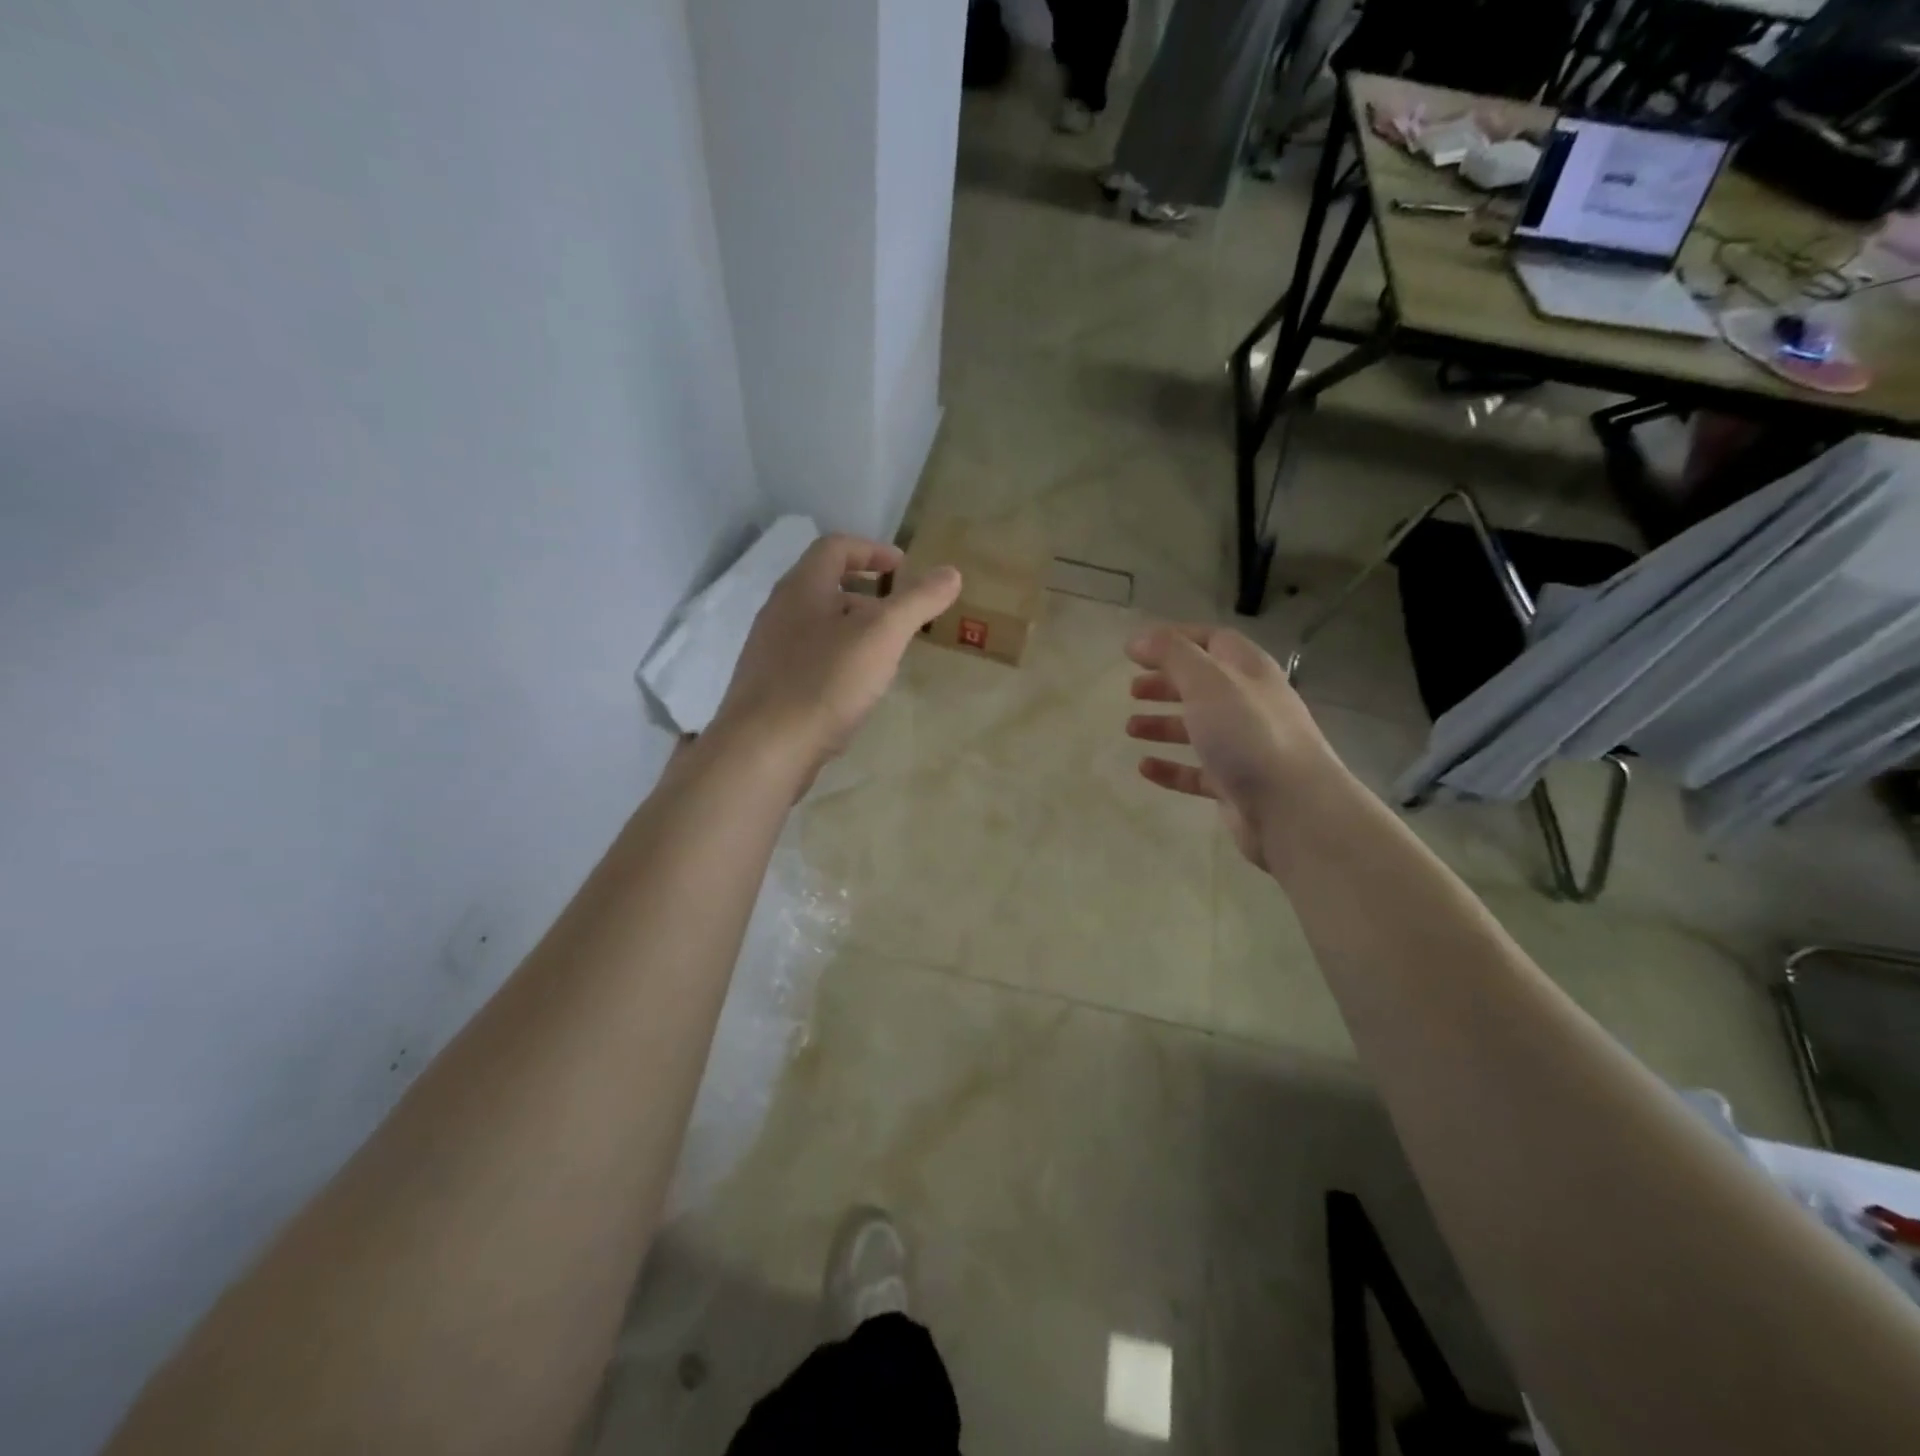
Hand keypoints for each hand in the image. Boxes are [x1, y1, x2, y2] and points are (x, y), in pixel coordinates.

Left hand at [713, 534, 961, 774]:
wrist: (764, 749)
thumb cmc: (825, 681)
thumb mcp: (882, 635)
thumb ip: (917, 601)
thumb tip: (950, 572)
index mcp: (802, 588)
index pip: (836, 547)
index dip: (873, 550)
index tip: (904, 569)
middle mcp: (779, 612)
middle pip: (826, 586)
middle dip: (868, 595)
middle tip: (900, 617)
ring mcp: (769, 651)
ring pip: (818, 626)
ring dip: (853, 630)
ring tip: (884, 654)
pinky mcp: (769, 687)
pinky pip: (809, 659)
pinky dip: (838, 660)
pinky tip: (854, 690)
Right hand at [1125, 624, 1340, 870]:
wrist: (1293, 809)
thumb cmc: (1248, 734)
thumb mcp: (1207, 681)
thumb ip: (1171, 653)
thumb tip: (1138, 638)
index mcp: (1248, 671)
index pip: (1213, 641)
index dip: (1176, 639)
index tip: (1138, 649)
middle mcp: (1249, 704)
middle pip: (1203, 685)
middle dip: (1166, 683)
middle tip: (1132, 690)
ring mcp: (1245, 747)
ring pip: (1198, 728)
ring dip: (1163, 724)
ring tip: (1130, 728)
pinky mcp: (1236, 785)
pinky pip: (1197, 772)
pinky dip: (1171, 768)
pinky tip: (1145, 768)